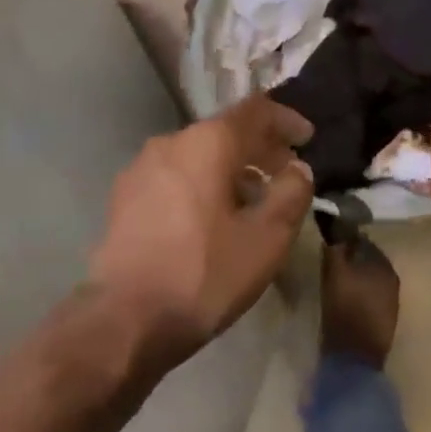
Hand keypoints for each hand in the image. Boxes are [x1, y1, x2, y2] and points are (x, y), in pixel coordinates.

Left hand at [90, 95, 313, 364]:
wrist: (123, 321)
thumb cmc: (203, 275)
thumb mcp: (266, 239)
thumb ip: (291, 194)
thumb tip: (298, 169)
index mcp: (207, 142)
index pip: (255, 110)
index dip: (286, 119)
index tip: (308, 138)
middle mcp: (170, 142)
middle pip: (224, 130)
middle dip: (260, 148)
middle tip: (286, 173)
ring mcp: (141, 168)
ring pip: (198, 154)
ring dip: (230, 168)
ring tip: (252, 199)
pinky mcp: (124, 197)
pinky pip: (175, 175)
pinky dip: (202, 183)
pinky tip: (212, 218)